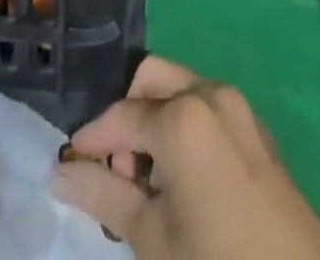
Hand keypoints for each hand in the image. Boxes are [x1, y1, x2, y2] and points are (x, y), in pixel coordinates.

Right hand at [53, 57, 319, 259]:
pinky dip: (185, 128)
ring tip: (151, 185)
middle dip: (128, 117)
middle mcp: (210, 93)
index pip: (120, 116)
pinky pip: (208, 108)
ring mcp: (239, 107)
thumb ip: (104, 197)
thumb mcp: (153, 239)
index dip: (92, 139)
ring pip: (180, 91)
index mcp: (182, 115)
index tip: (71, 165)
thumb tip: (61, 172)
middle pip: (151, 80)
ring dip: (156, 122)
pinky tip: (184, 183)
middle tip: (121, 172)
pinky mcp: (257, 129)